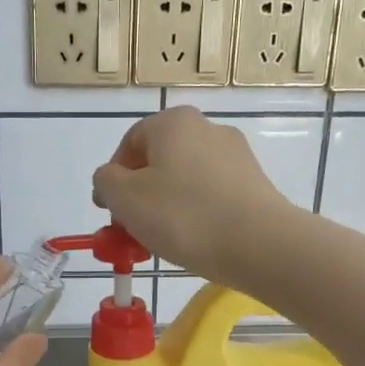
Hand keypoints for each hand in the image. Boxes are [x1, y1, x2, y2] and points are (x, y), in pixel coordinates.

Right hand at [91, 107, 297, 282]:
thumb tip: (111, 179)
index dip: (112, 179)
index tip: (108, 213)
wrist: (258, 244)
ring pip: (185, 180)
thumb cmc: (183, 215)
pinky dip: (196, 214)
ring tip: (162, 240)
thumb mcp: (125, 198)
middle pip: (158, 162)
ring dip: (166, 207)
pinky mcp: (254, 184)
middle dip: (140, 196)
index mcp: (173, 122)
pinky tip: (194, 240)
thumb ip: (106, 182)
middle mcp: (207, 128)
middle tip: (132, 230)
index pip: (129, 144)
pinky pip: (211, 196)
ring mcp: (236, 156)